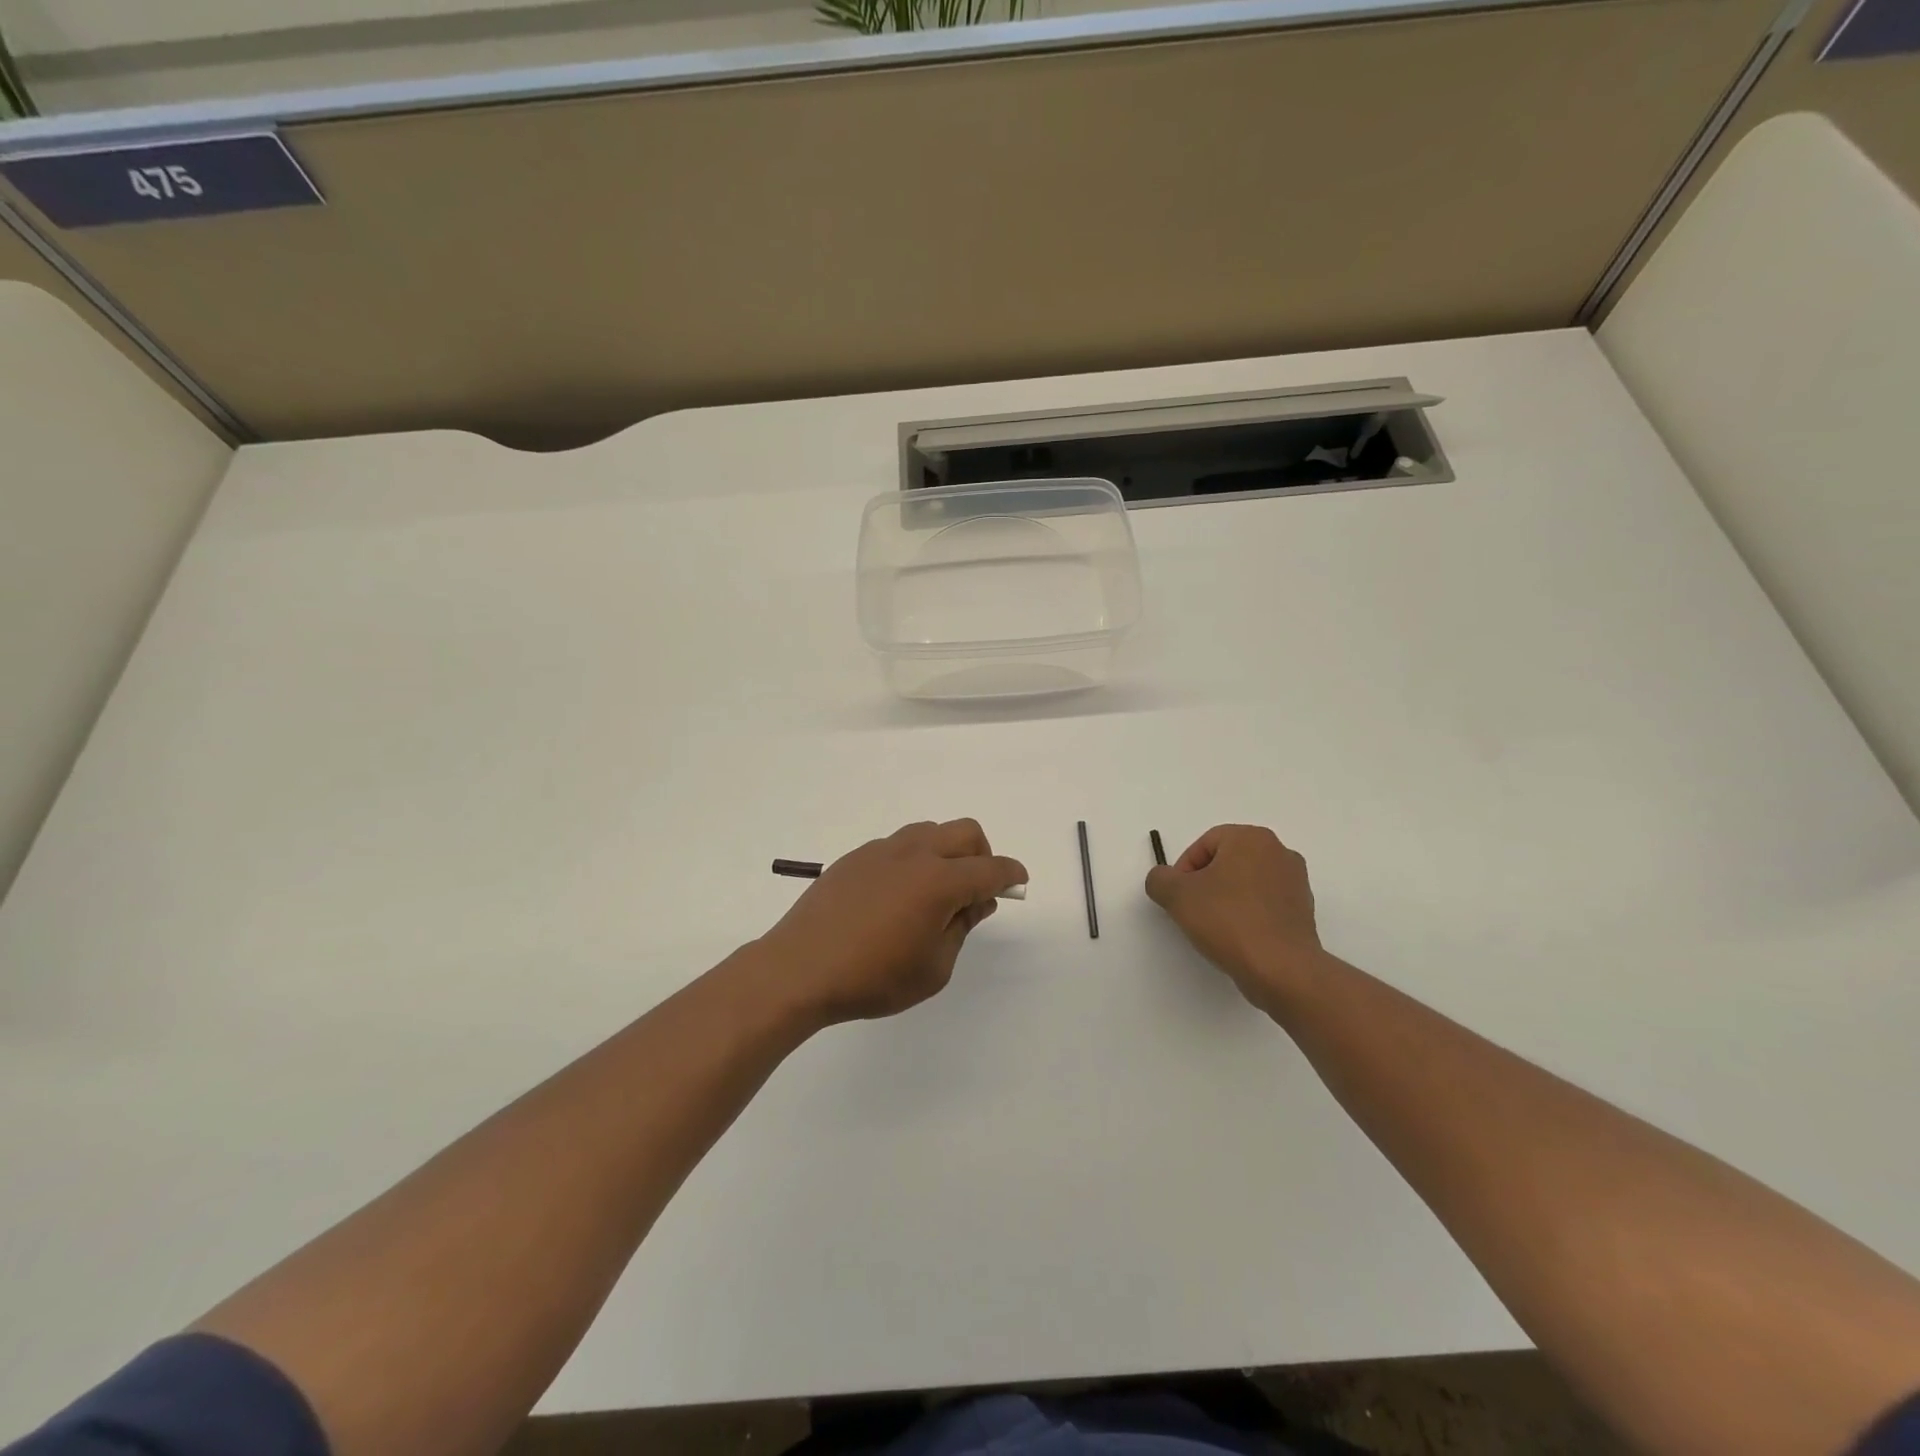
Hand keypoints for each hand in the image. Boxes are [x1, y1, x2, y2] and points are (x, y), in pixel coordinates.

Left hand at [755, 820, 1027, 1026]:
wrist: (799, 968)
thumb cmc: (873, 978)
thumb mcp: (933, 968)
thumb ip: (961, 928)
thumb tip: (976, 901)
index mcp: (939, 881)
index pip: (990, 869)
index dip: (1010, 875)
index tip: (1019, 882)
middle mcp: (914, 854)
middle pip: (965, 832)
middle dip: (983, 855)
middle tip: (976, 889)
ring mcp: (882, 850)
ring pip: (931, 831)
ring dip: (947, 851)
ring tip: (936, 891)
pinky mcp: (856, 856)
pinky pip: (899, 845)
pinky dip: (915, 859)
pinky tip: (898, 895)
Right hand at [1145, 824, 1324, 1014]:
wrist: (1281, 969)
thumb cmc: (1228, 920)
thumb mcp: (1176, 895)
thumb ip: (1159, 879)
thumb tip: (1164, 880)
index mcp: (1252, 838)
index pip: (1204, 844)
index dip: (1184, 869)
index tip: (1178, 897)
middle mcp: (1279, 852)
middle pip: (1227, 861)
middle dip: (1205, 883)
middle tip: (1192, 910)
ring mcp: (1296, 882)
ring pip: (1246, 883)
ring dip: (1226, 899)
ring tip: (1214, 928)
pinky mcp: (1303, 911)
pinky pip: (1264, 905)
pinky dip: (1247, 915)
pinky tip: (1237, 938)